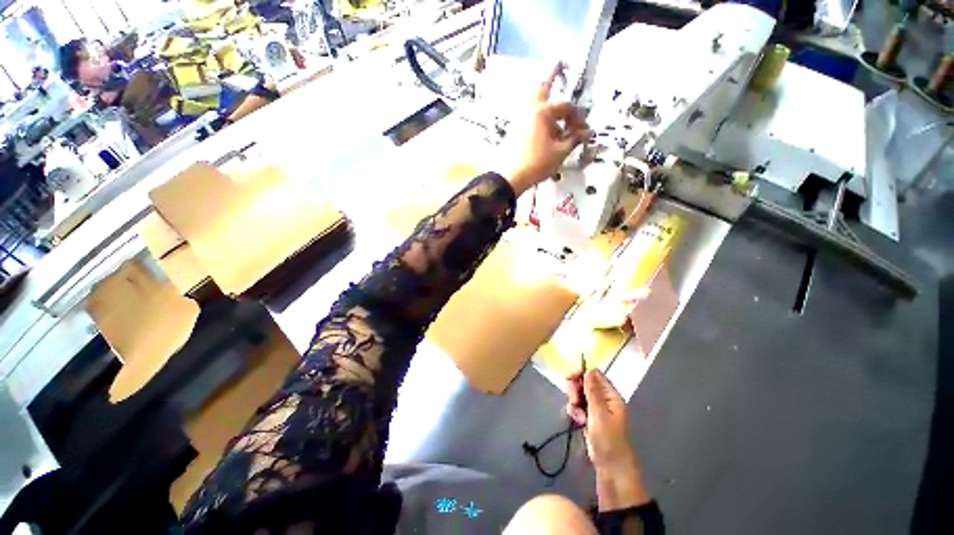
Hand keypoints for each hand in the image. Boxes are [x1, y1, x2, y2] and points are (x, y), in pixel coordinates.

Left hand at [501, 63, 590, 194]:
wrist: (509, 177)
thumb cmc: (536, 163)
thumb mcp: (559, 153)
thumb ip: (574, 140)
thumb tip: (586, 133)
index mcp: (542, 111)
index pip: (566, 106)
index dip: (578, 116)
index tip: (584, 130)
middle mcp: (530, 109)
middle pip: (542, 86)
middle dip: (553, 73)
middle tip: (562, 63)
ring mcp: (519, 118)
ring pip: (534, 101)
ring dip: (546, 98)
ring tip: (556, 105)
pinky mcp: (514, 129)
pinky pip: (529, 115)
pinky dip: (539, 116)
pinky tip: (547, 129)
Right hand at [567, 369, 651, 510]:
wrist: (610, 466)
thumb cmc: (608, 439)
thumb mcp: (599, 413)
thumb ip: (593, 391)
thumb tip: (589, 369)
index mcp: (611, 395)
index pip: (595, 375)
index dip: (581, 374)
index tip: (569, 379)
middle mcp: (604, 399)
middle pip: (585, 383)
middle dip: (576, 390)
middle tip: (574, 401)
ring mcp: (597, 409)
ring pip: (579, 395)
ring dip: (574, 403)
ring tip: (577, 416)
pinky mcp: (590, 418)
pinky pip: (578, 406)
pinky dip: (575, 411)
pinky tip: (577, 421)